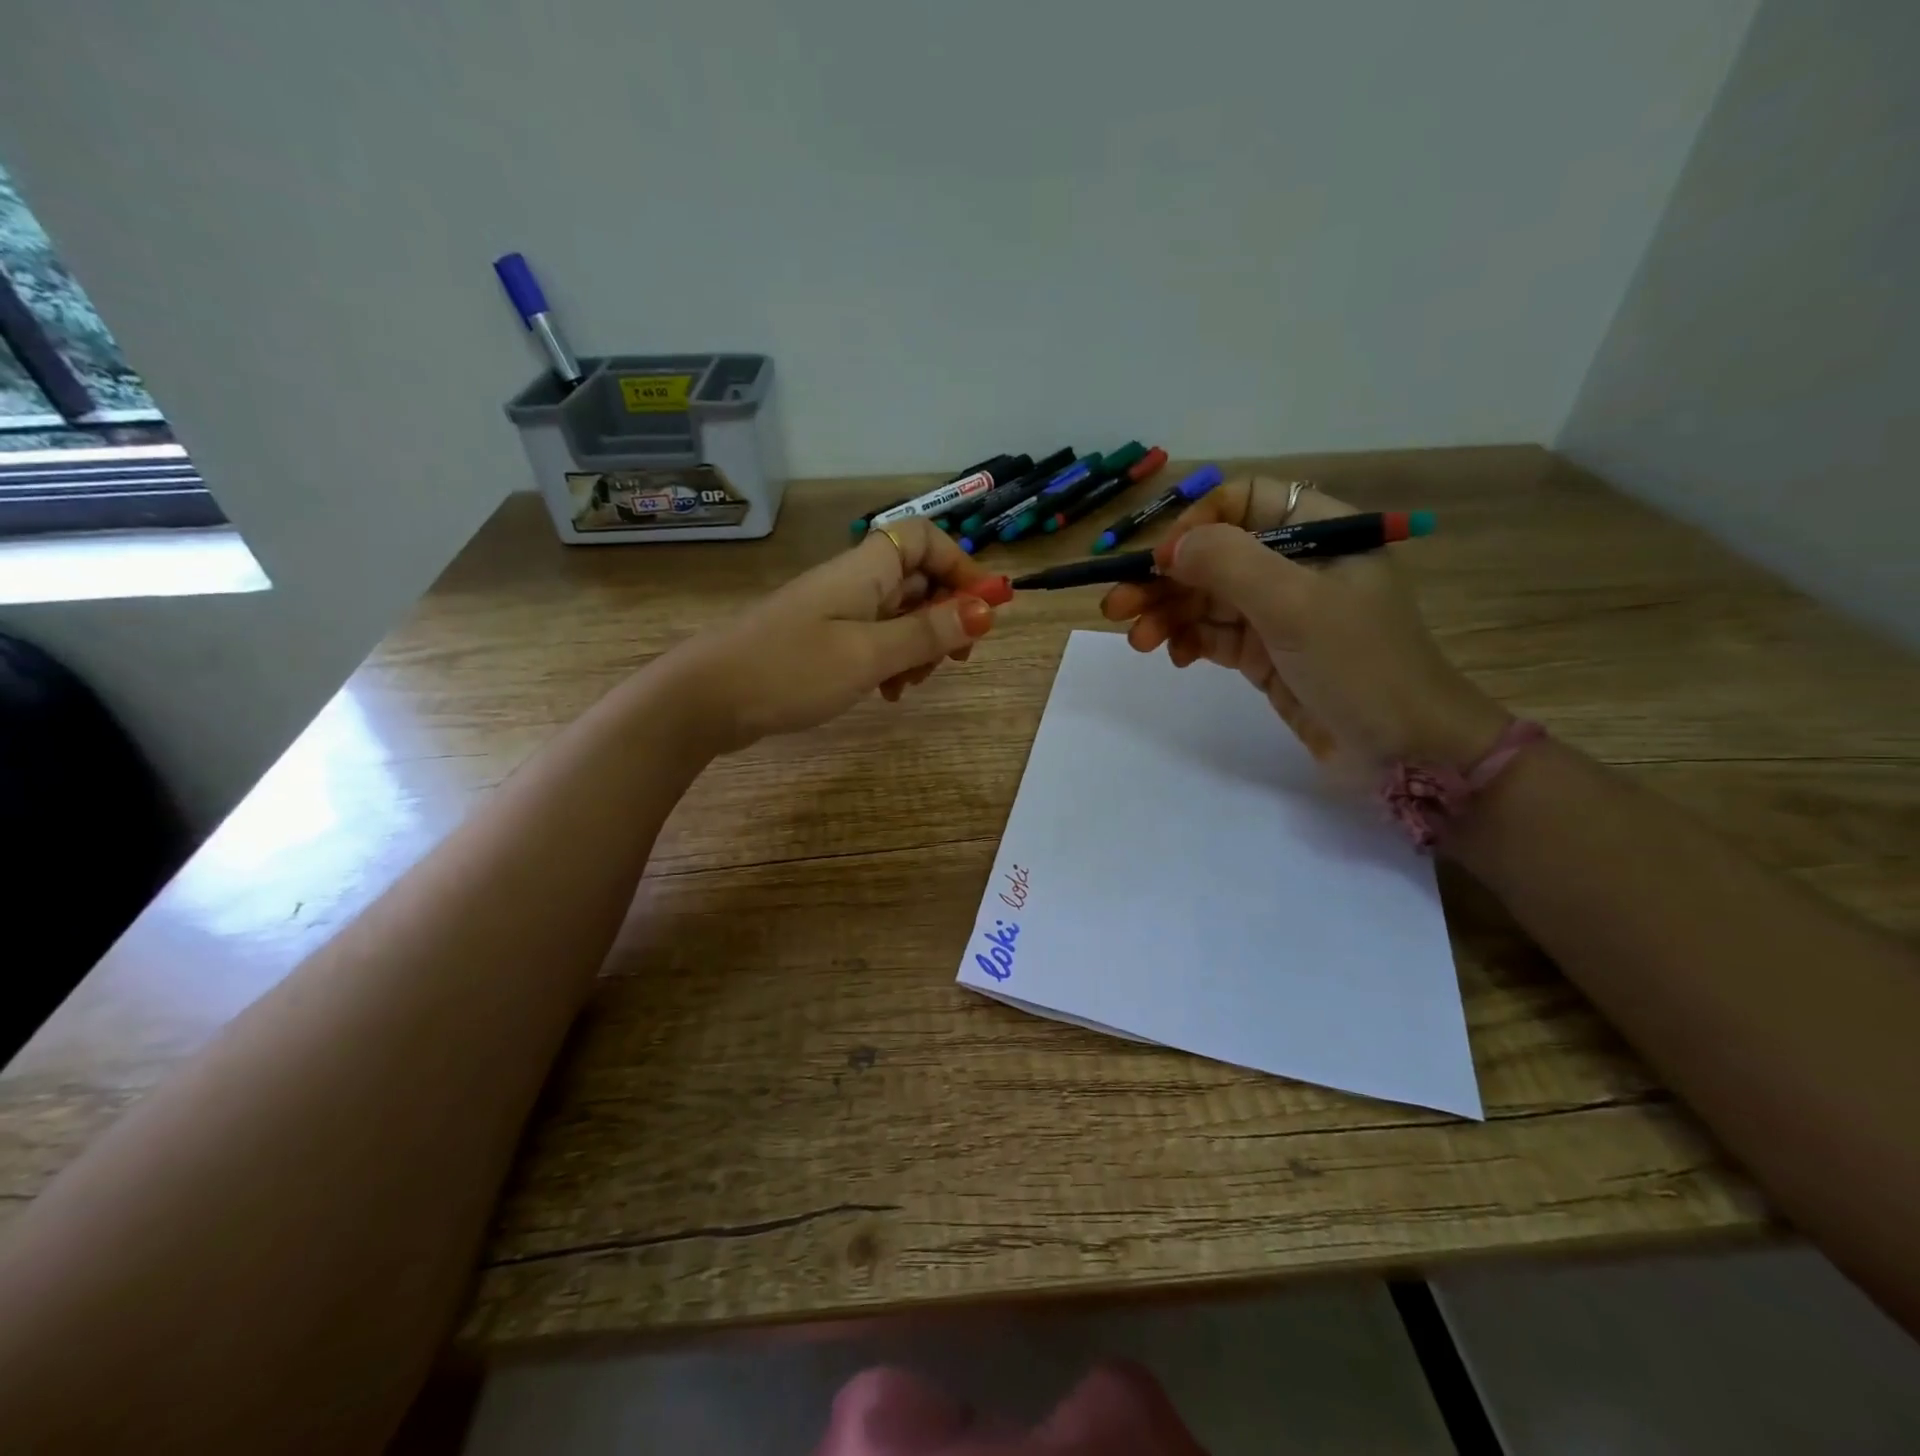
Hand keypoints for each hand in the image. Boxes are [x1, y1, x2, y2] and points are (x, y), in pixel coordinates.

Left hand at [670, 516, 1002, 750]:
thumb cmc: (790, 670)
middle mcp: (853, 582)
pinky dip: (889, 661)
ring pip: (898, 615)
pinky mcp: (821, 640)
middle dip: (944, 617)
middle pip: (917, 579)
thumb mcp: (869, 654)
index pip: (925, 538)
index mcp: (865, 569)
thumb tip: (987, 608)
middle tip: (955, 660)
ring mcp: (835, 612)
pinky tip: (885, 694)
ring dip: (918, 646)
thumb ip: (928, 632)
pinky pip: (872, 639)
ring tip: (910, 686)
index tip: (984, 609)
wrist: (706, 699)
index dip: (961, 565)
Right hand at [1099, 477, 1507, 775]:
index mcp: (1320, 533)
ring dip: (1168, 615)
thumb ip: (1230, 565)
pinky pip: (1215, 636)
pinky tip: (1174, 658)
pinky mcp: (1267, 655)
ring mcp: (1281, 613)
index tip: (1161, 563)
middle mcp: (1297, 566)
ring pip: (1208, 599)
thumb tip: (1170, 549)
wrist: (1405, 752)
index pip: (1245, 501)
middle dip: (1165, 580)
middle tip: (1116, 608)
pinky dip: (1190, 642)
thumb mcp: (1296, 606)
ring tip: (1137, 642)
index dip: (1197, 525)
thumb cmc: (1360, 666)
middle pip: (1215, 555)